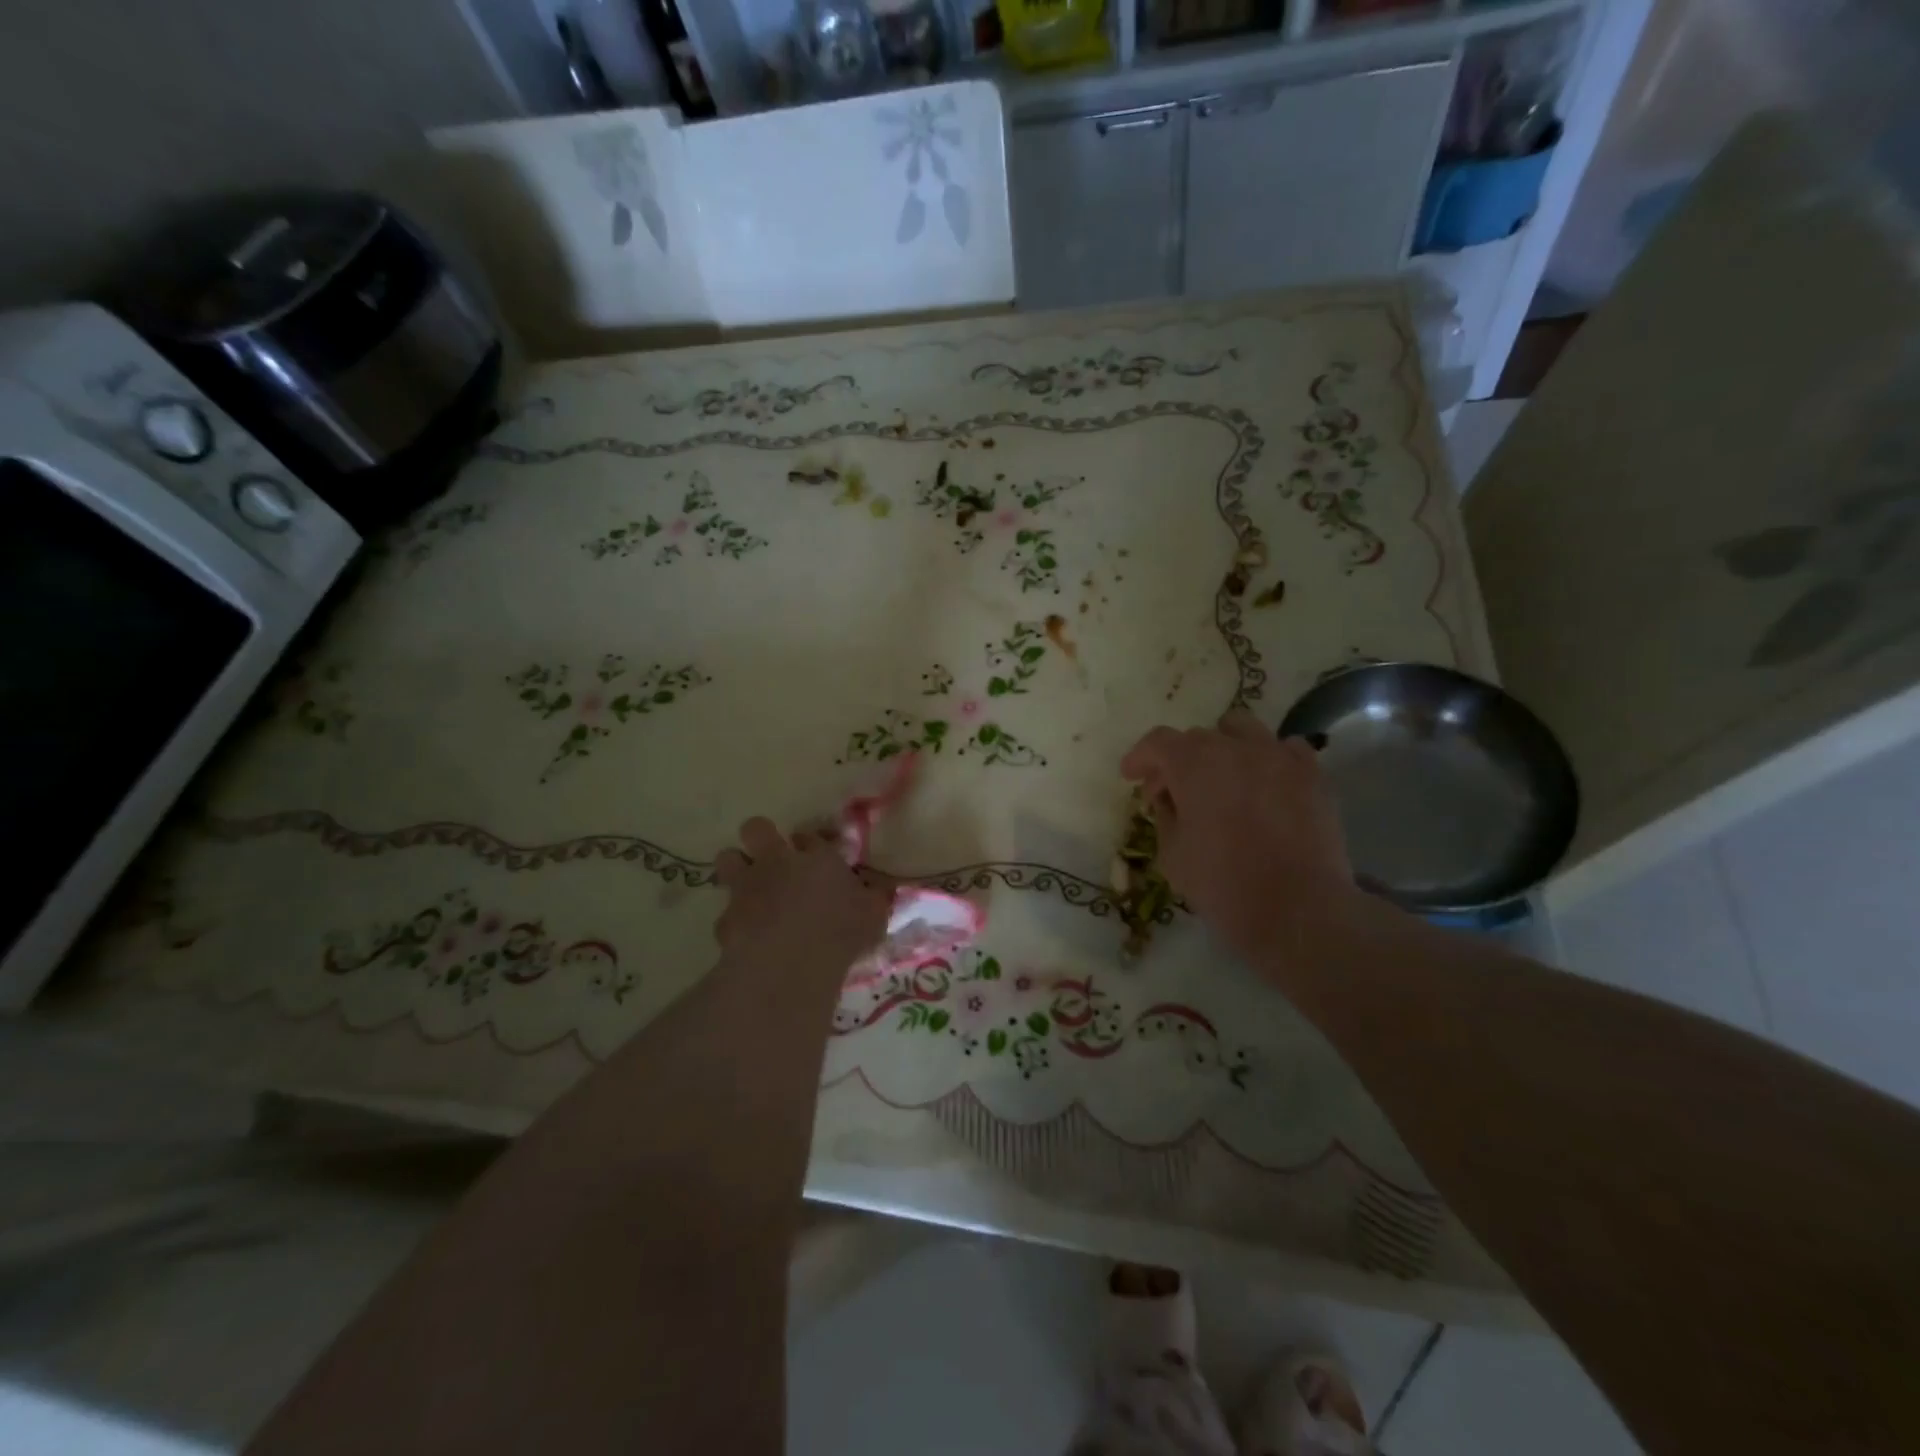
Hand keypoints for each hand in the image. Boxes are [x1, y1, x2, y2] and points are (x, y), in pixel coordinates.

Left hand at [713, 818, 889, 973]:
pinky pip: (725, 912)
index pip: (810, 837)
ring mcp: (746, 888)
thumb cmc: (841, 932)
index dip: (810, 844)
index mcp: (817, 858)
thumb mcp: (873, 914)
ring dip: (736, 868)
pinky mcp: (725, 919)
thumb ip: (873, 897)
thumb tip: (879, 890)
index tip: (814, 857)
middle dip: (760, 836)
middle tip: (771, 857)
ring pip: (728, 859)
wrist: (790, 962)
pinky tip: (745, 936)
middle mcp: (778, 863)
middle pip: (756, 828)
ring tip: (749, 888)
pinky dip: (734, 921)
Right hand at [1121, 711, 1362, 966]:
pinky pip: (1286, 749)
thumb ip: (1165, 816)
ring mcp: (1279, 756)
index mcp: (1193, 764)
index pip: (1157, 742)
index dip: (1140, 757)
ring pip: (1243, 730)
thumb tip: (1168, 799)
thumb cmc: (1223, 884)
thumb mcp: (1172, 855)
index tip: (1131, 776)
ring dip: (1224, 748)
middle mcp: (1235, 748)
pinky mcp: (1313, 775)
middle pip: (1197, 738)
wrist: (1298, 909)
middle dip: (1179, 761)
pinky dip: (1269, 759)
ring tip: (1223, 778)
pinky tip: (1267, 784)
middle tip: (1173, 794)